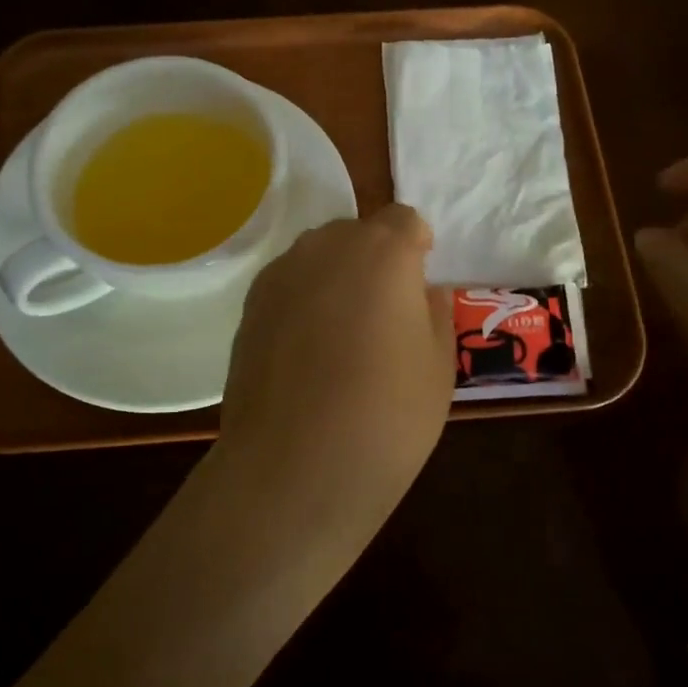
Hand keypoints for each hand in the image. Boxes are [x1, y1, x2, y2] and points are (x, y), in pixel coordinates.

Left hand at [218, 205, 452, 534]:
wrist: (296, 466)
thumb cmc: (387, 416)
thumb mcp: (439, 366)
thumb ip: (434, 313)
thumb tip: (422, 292)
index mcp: (382, 251)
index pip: (404, 220)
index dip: (416, 245)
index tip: (420, 281)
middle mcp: (326, 247)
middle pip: (356, 233)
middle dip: (375, 259)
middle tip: (386, 312)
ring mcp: (280, 275)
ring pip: (318, 257)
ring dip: (336, 277)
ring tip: (343, 333)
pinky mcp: (248, 307)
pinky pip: (288, 286)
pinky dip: (303, 302)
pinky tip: (308, 351)